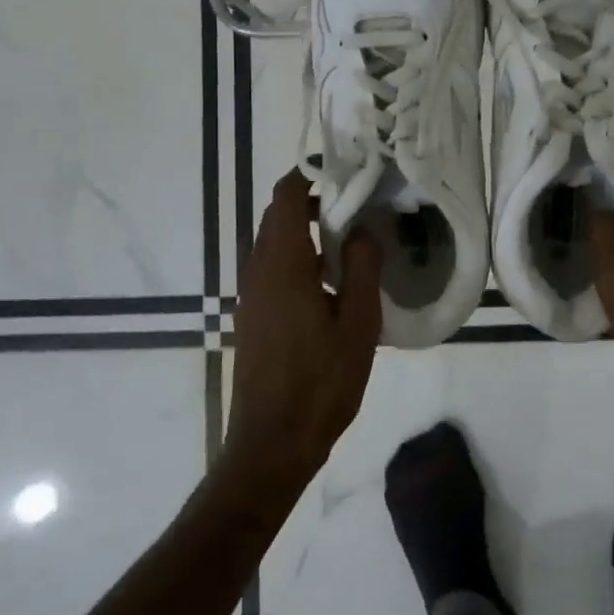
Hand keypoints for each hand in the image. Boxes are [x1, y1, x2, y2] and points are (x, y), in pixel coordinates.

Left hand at [226, 171, 382, 488]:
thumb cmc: (320, 383)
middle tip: (359, 203)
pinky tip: (332, 279)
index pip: (285, 196)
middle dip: (313, 200)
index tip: (347, 171)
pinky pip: (274, 268)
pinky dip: (299, 256)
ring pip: (275, 243)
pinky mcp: (254, 316)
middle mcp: (258, 271)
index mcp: (282, 264)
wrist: (272, 443)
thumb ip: (360, 266)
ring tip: (352, 238)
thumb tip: (362, 227)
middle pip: (277, 216)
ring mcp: (252, 295)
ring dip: (306, 230)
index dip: (311, 175)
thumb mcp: (357, 323)